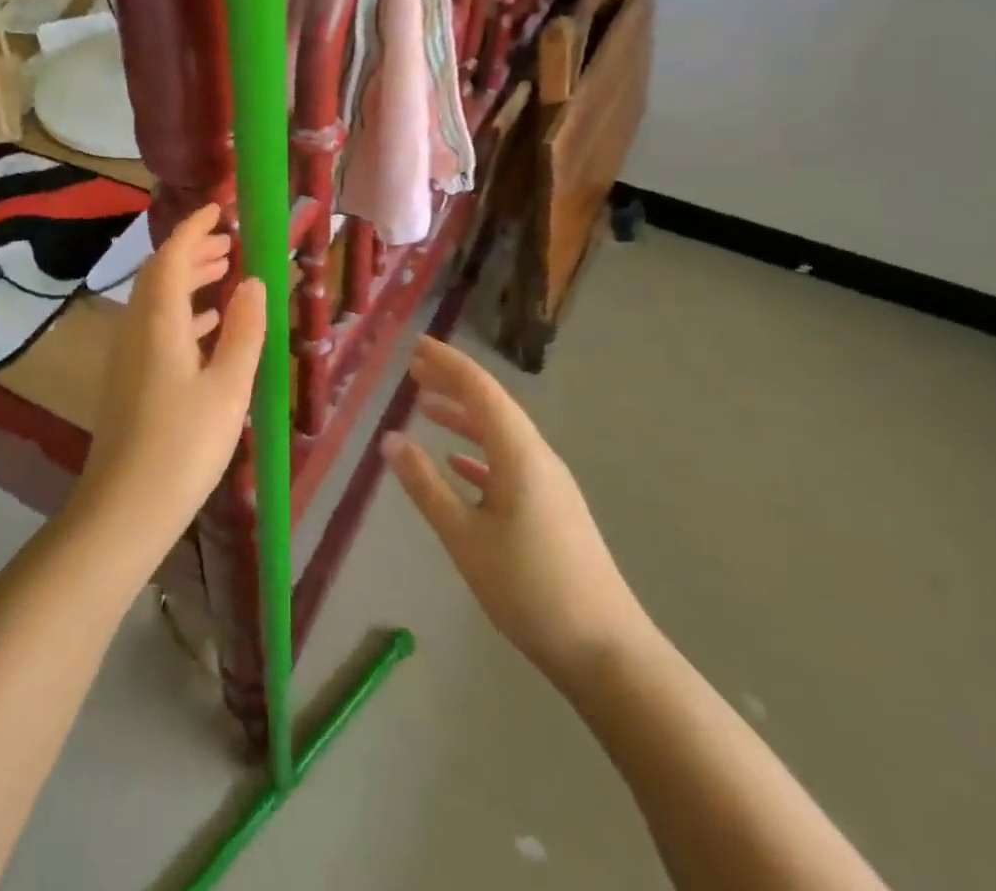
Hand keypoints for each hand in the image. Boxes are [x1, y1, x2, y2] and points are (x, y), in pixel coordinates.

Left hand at [74, 204, 266, 554]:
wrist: (125, 509)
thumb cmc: (183, 445)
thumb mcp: (228, 387)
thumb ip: (243, 331)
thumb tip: (253, 282)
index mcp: (159, 321)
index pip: (172, 255)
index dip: (194, 228)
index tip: (219, 210)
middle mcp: (136, 327)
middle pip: (161, 274)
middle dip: (193, 252)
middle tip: (230, 243)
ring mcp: (128, 354)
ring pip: (158, 300)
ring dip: (189, 281)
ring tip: (227, 275)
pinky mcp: (129, 379)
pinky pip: (157, 326)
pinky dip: (183, 313)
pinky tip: (209, 329)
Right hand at [384, 337, 652, 695]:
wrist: (605, 651)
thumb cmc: (529, 588)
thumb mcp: (465, 537)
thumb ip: (425, 485)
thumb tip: (390, 438)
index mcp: (519, 453)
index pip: (479, 390)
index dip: (447, 363)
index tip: (416, 344)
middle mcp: (537, 457)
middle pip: (491, 405)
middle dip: (452, 382)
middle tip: (414, 367)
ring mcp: (548, 483)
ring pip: (499, 433)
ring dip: (463, 416)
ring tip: (426, 405)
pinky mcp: (551, 508)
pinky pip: (508, 462)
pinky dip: (478, 452)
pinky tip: (458, 463)